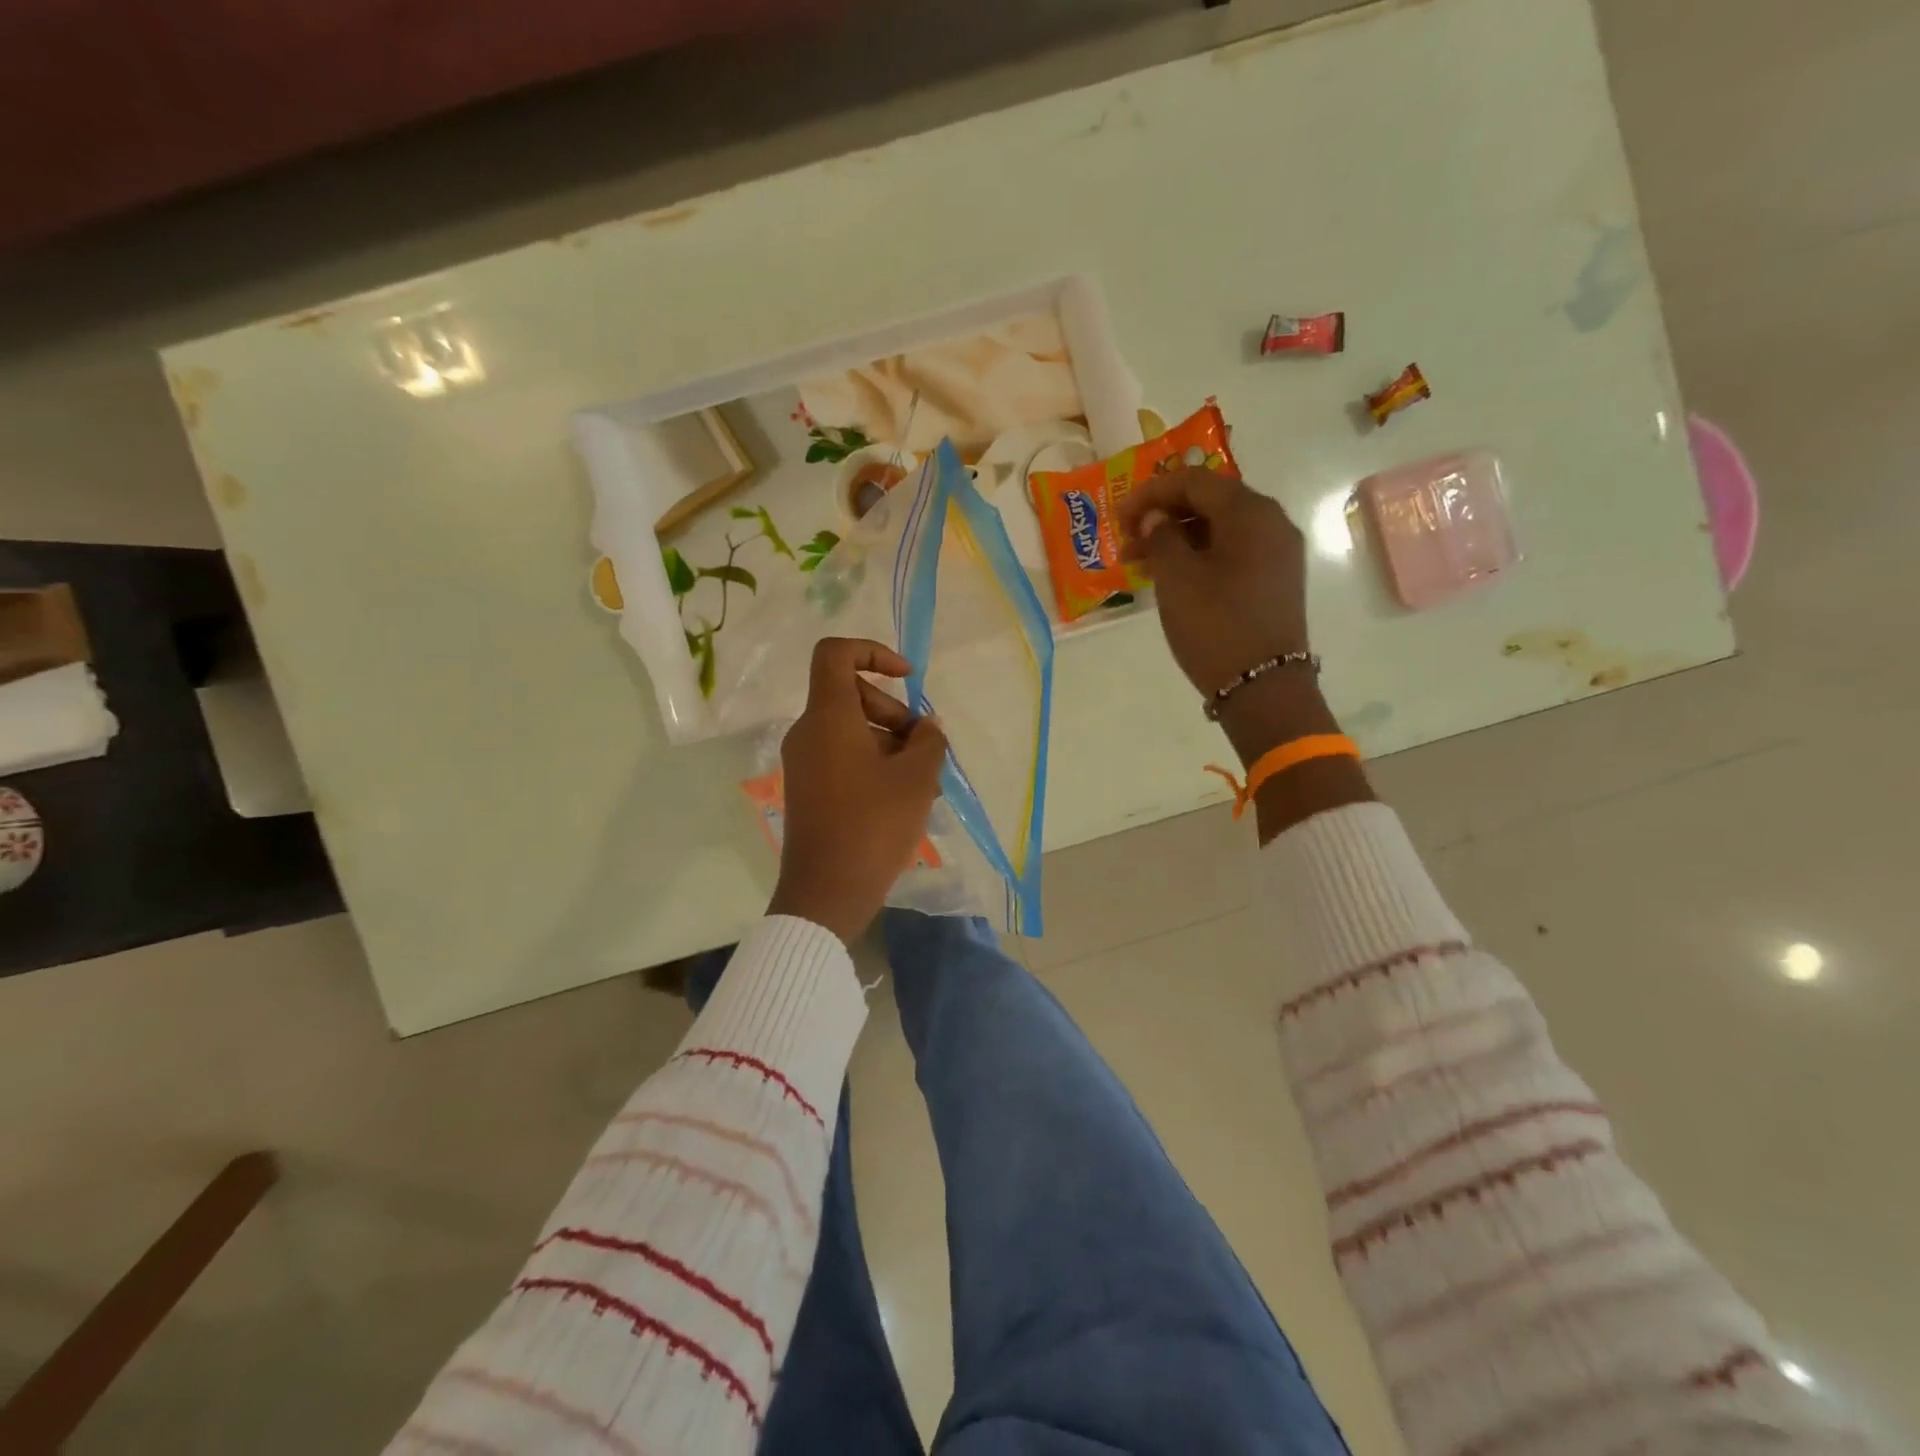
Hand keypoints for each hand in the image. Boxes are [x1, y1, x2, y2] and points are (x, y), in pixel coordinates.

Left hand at [767, 638, 948, 943]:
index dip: (873, 651)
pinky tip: (905, 796)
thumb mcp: (916, 778)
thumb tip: (927, 727)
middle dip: (894, 711)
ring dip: (890, 742)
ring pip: (851, 729)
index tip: (907, 678)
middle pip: (851, 694)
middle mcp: (808, 732)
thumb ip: (929, 740)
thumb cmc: (873, 826)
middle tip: (925, 746)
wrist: (826, 892)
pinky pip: (843, 756)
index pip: (836, 654)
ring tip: (925, 779)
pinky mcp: (808, 789)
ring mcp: (805, 762)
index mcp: (828, 717)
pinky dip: (874, 762)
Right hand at [1115, 468, 1310, 698]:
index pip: (1194, 481)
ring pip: (1220, 529)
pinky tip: (1174, 577)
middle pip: (1210, 502)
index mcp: (1250, 512)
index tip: (1118, 516)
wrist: (1263, 687)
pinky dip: (1200, 555)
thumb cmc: (1215, 626)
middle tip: (1127, 541)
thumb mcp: (1177, 579)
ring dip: (1179, 538)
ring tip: (1142, 564)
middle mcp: (1272, 522)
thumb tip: (1155, 518)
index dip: (1150, 493)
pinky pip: (1233, 552)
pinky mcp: (1275, 580)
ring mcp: (1278, 553)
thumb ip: (1160, 537)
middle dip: (1164, 516)